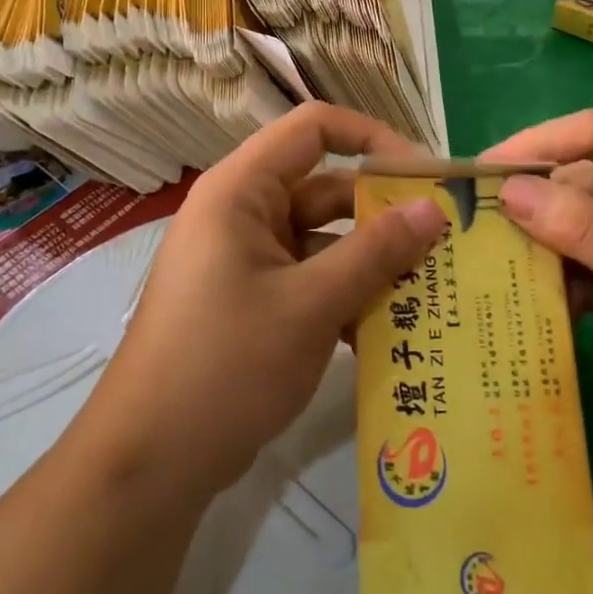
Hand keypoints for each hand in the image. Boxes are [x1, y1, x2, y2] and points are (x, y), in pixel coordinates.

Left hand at [93, 102, 449, 499]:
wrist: (148, 464)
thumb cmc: (225, 364)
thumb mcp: (310, 305)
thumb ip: (375, 252)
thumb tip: (433, 209)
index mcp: (242, 190)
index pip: (313, 129)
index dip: (371, 138)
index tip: (422, 176)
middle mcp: (244, 213)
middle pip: (326, 189)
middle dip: (384, 217)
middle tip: (445, 244)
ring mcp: (247, 260)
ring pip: (325, 241)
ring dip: (372, 265)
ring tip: (433, 292)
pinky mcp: (253, 301)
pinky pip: (311, 280)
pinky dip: (347, 298)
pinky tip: (391, 335)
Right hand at [484, 110, 592, 438]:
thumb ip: (581, 225)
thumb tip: (508, 191)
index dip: (537, 144)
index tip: (483, 169)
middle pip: (579, 177)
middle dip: (533, 203)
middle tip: (477, 226)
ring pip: (576, 220)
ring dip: (543, 244)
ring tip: (495, 266)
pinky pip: (585, 257)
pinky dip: (563, 277)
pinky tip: (538, 303)